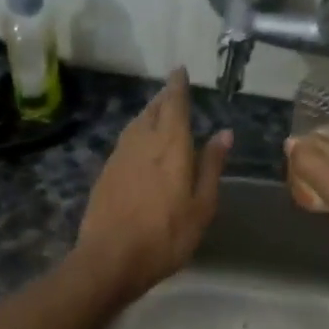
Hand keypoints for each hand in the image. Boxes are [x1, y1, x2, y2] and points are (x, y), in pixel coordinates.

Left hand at [75, 69, 230, 303]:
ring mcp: (119, 157)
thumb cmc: (166, 235)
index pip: (174, 104)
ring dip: (148, 114)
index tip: (179, 70)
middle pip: (152, 110)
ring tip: (158, 113)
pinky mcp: (105, 173)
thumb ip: (211, 166)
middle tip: (172, 91)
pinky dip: (136, 134)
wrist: (110, 258)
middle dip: (163, 98)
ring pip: (135, 124)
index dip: (177, 86)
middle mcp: (142, 142)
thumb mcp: (201, 205)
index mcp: (170, 146)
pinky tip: (139, 145)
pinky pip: (125, 142)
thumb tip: (224, 133)